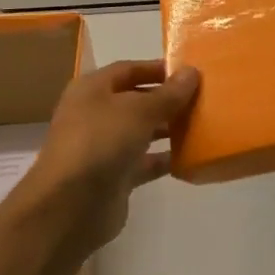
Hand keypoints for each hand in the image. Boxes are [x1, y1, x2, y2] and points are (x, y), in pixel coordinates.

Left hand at [22, 59, 200, 251]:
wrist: (71, 206)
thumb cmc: (101, 142)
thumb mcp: (139, 110)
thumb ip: (168, 93)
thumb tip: (192, 72)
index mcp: (92, 90)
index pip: (128, 69)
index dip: (158, 69)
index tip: (191, 72)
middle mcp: (95, 114)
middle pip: (136, 100)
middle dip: (167, 99)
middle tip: (203, 99)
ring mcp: (104, 147)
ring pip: (141, 131)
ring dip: (168, 128)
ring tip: (202, 124)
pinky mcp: (114, 177)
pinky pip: (144, 162)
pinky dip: (165, 159)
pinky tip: (191, 157)